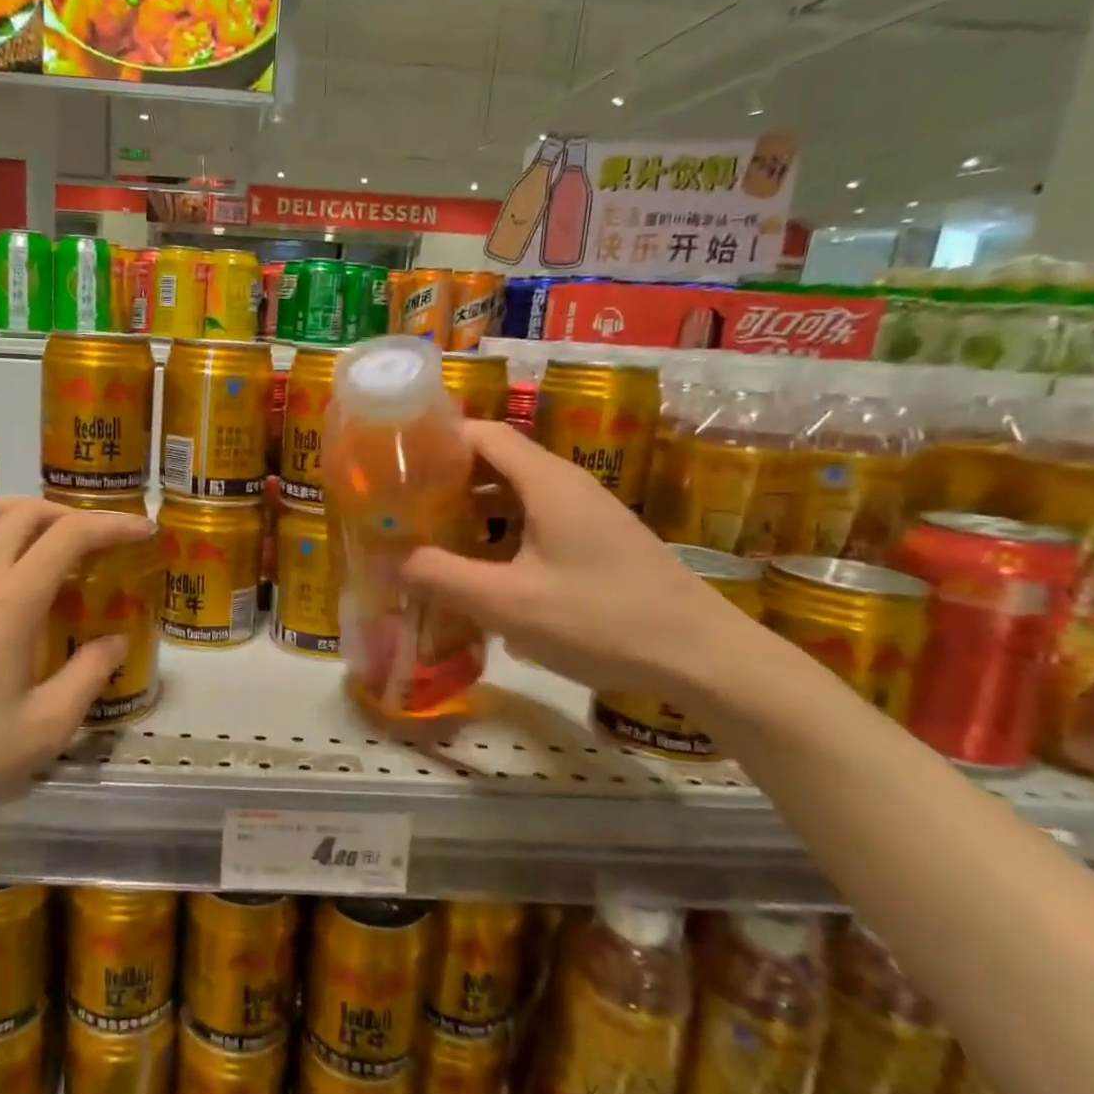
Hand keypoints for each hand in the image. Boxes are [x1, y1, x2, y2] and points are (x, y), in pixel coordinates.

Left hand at [0, 499, 155, 846]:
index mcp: (9, 602)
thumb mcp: (43, 731)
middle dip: (69, 513)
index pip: (69, 535)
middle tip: (96, 540)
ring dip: (21, 514)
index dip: (112, 524)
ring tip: (46, 542)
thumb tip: (116, 641)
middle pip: (22, 511)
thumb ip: (88, 677)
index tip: (141, 530)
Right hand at [401, 420, 761, 697]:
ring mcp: (587, 516)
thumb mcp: (508, 603)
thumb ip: (442, 576)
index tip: (395, 459)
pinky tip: (479, 569)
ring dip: (471, 509)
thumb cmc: (600, 620)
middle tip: (401, 502)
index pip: (483, 434)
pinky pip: (535, 523)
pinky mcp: (597, 545)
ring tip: (428, 534)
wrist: (703, 658)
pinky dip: (499, 533)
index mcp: (547, 482)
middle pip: (497, 462)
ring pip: (516, 496)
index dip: (437, 439)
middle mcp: (567, 486)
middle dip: (446, 478)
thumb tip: (389, 560)